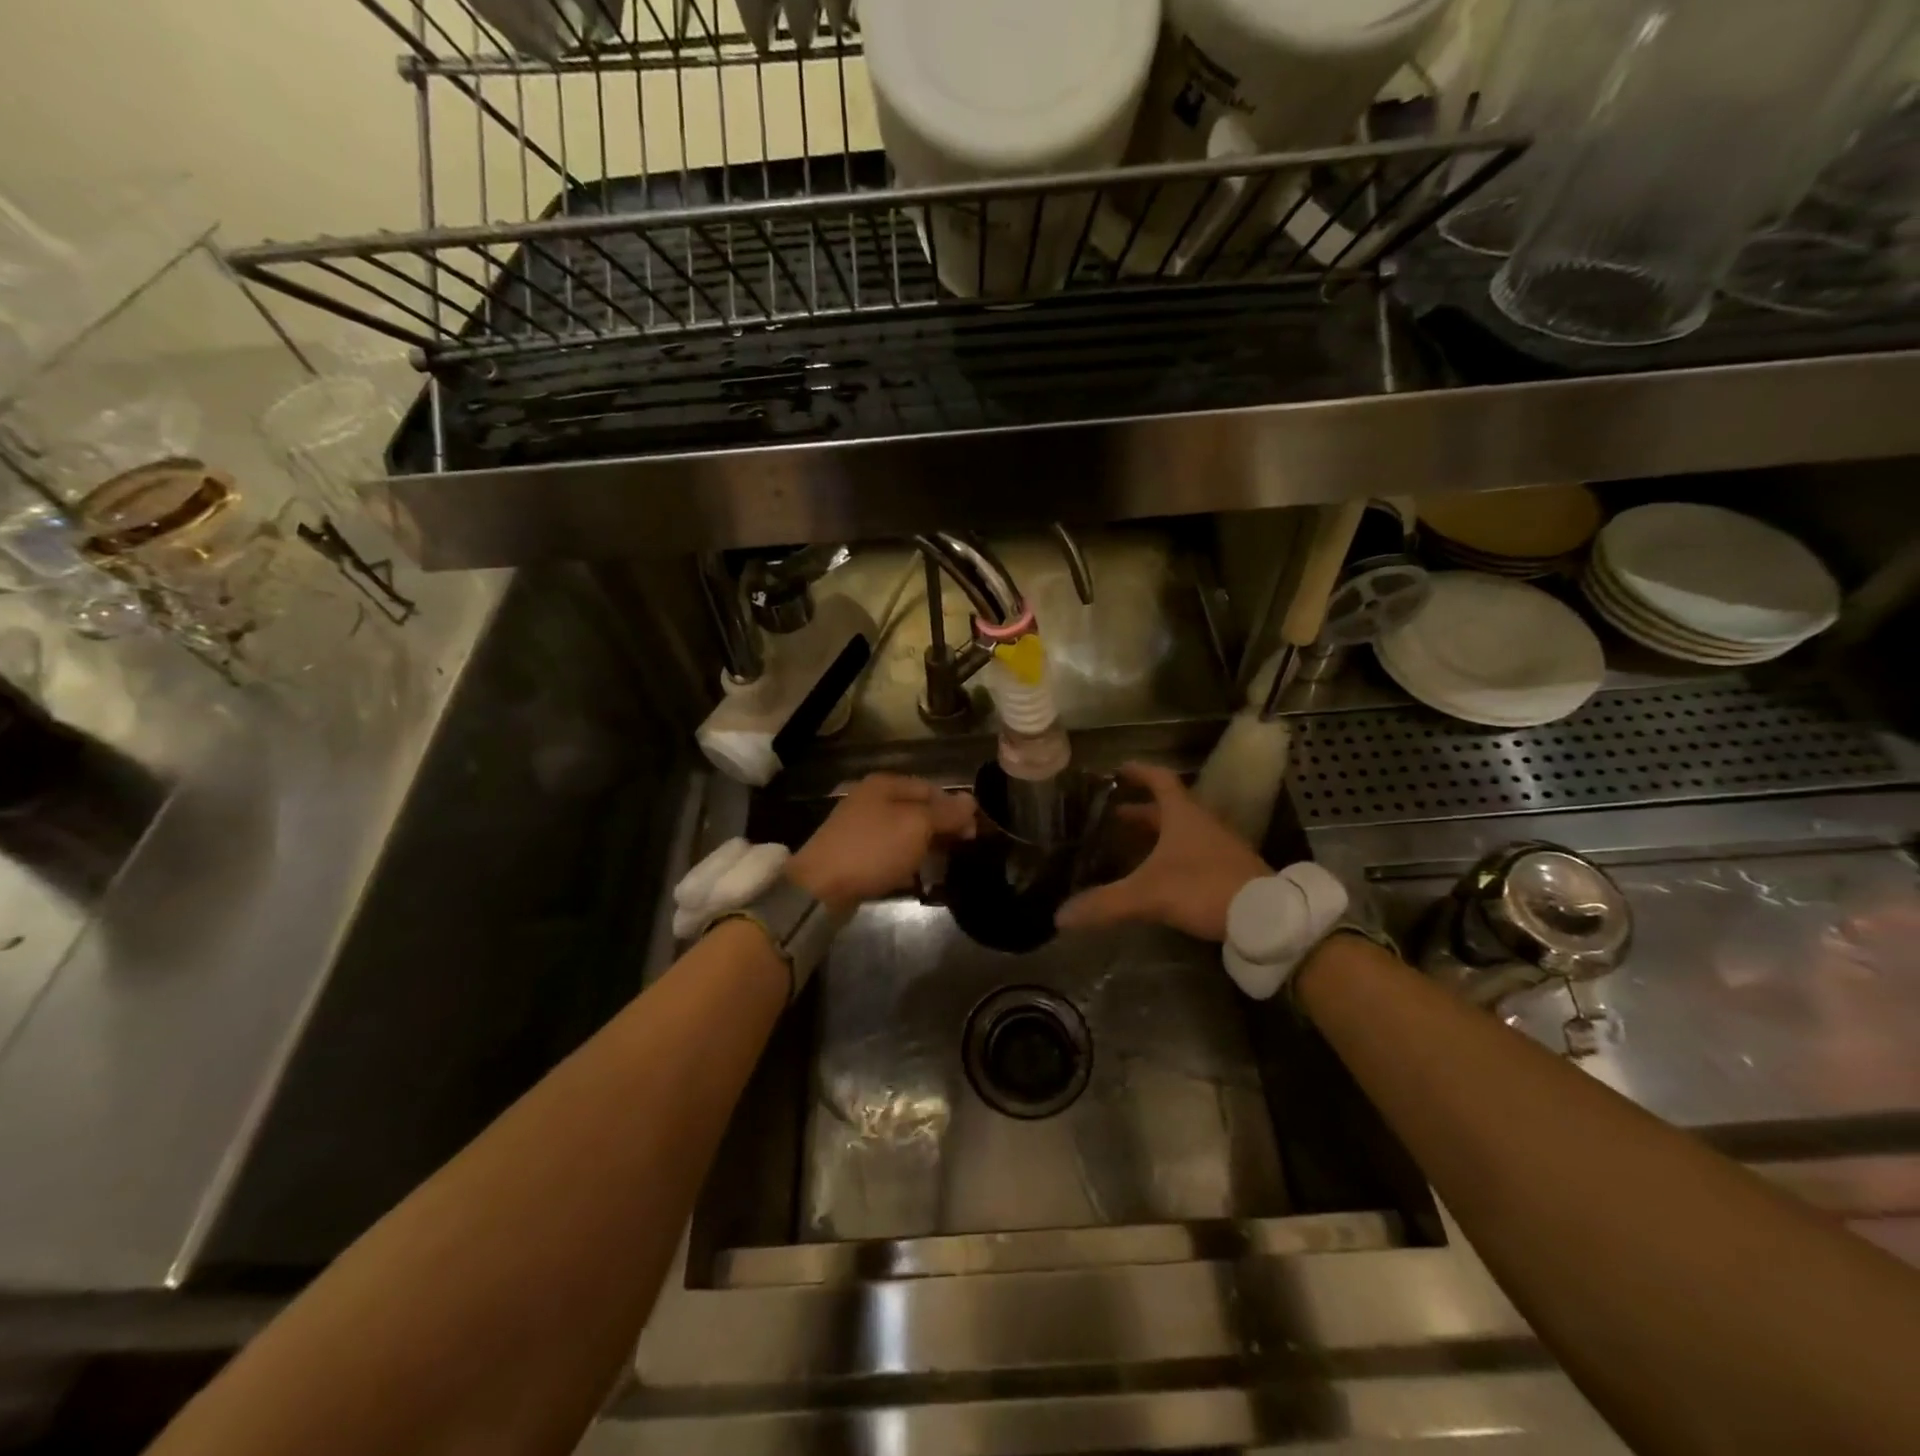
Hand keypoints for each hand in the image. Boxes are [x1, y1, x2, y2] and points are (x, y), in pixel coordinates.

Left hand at [787, 773, 976, 913]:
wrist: (820, 888)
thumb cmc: (873, 849)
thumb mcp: (916, 826)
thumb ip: (945, 812)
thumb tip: (971, 800)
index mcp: (885, 784)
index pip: (931, 789)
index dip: (955, 808)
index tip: (973, 834)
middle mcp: (871, 800)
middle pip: (917, 810)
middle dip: (941, 828)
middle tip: (962, 851)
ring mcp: (860, 827)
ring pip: (904, 833)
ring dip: (925, 847)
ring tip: (943, 865)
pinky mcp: (854, 854)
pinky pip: (889, 852)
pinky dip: (905, 862)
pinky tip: (916, 877)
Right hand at [1055, 763, 1269, 941]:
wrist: (1266, 916)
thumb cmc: (1204, 888)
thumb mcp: (1149, 895)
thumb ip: (1105, 904)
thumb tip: (1060, 916)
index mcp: (1183, 815)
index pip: (1160, 780)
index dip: (1139, 772)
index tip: (1118, 770)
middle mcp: (1202, 824)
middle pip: (1168, 808)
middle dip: (1139, 811)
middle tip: (1113, 816)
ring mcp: (1219, 847)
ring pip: (1181, 832)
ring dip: (1156, 835)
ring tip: (1129, 847)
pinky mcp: (1228, 870)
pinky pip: (1193, 853)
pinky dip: (1171, 856)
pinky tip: (1158, 876)